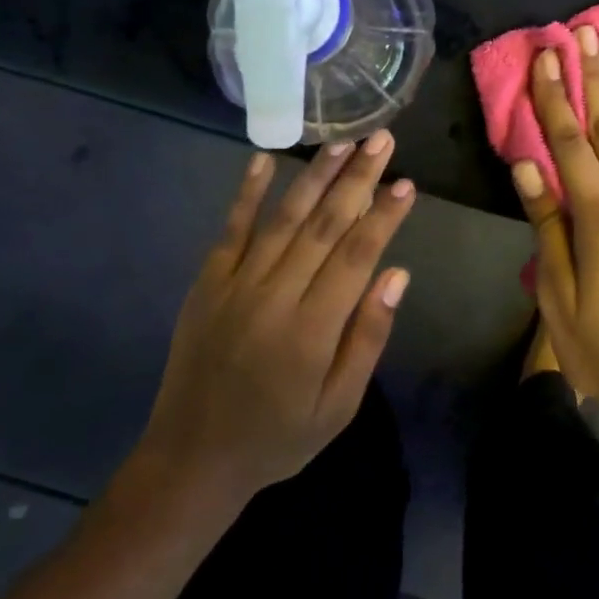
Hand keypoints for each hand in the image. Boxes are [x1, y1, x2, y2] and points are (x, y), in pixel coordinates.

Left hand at [116, 135, 415, 514]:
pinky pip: (231, 230)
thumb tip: (398, 274)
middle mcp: (274, 297)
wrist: (192, 460)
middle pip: (324, 225)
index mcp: (311, 330)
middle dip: (357, 179)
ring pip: (283, 219)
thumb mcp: (338, 406)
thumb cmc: (278, 437)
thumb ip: (368, 338)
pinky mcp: (207, 283)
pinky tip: (264, 160)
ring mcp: (235, 285)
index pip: (356, 257)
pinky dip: (247, 193)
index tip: (406, 182)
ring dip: (314, 176)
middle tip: (382, 138)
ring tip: (342, 141)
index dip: (383, 216)